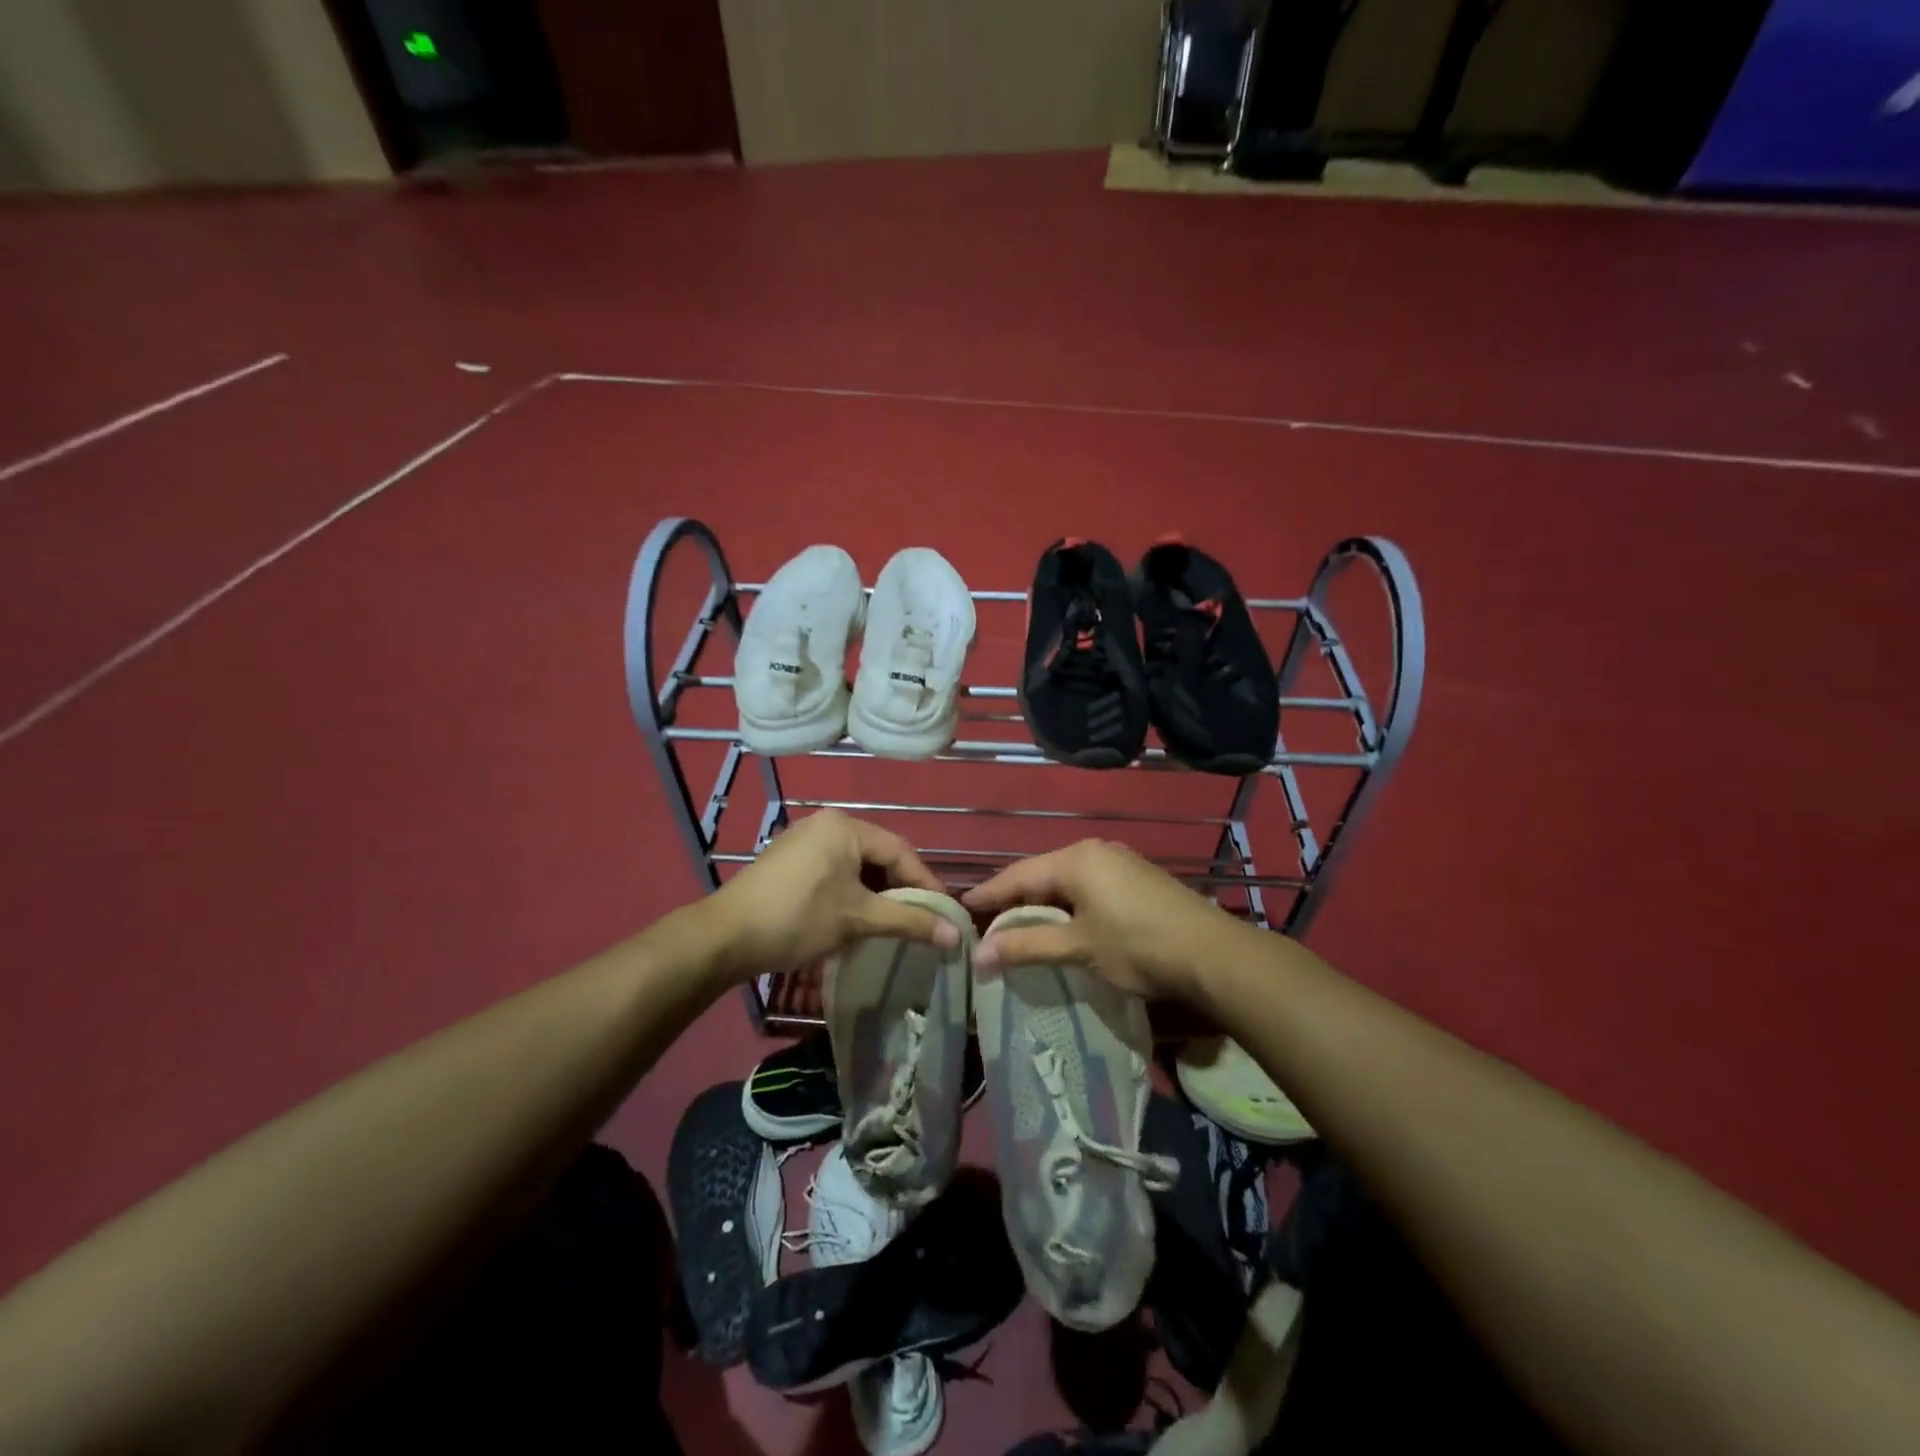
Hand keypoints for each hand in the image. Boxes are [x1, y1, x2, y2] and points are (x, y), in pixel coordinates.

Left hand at [700, 811, 959, 982]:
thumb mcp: (859, 919)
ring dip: (877, 893)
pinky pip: (836, 871)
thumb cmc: (799, 919)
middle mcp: (827, 823)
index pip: (901, 851)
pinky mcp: (790, 860)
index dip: (926, 884)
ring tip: (894, 922)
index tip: (946, 913)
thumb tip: (956, 935)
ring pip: (857, 865)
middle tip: (922, 919)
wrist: (725, 937)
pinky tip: (858, 917)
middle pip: (879, 855)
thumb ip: (910, 921)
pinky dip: (853, 892)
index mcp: (846, 826)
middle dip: (902, 889)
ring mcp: (805, 840)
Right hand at [961, 839, 1241, 1001]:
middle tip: (989, 921)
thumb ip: (1027, 946)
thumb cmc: (1137, 946)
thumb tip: (979, 955)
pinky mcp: (1138, 877)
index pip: (1019, 875)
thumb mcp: (1078, 948)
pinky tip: (1065, 922)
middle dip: (1016, 898)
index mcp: (1075, 859)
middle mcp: (1095, 850)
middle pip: (1043, 873)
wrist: (1212, 954)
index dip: (990, 893)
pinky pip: (1090, 884)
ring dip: (1044, 902)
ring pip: (1067, 879)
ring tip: (1022, 924)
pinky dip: (1070, 903)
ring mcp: (1120, 861)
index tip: (963, 906)